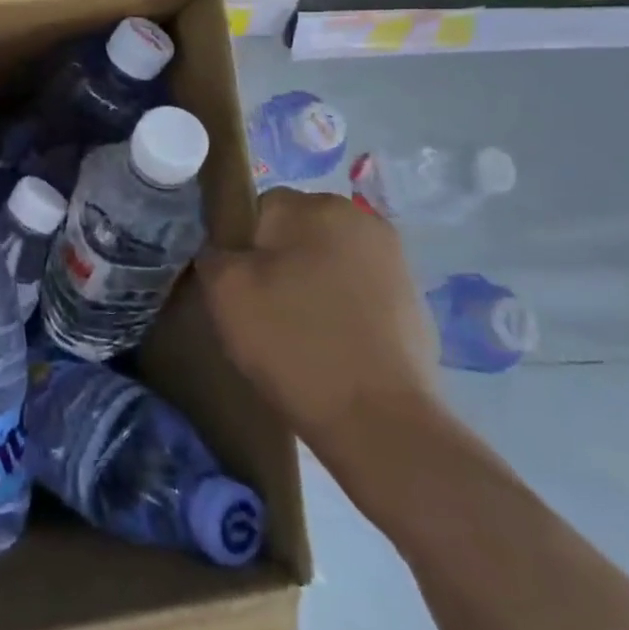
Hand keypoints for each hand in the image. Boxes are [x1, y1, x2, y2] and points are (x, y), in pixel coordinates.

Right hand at [194, 189, 442, 461]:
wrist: (379, 423)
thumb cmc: (292, 341)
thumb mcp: (224, 288)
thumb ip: (214, 252)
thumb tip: (225, 252)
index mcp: (316, 206)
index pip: (258, 208)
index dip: (239, 247)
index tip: (237, 287)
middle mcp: (362, 220)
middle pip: (296, 232)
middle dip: (277, 263)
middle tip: (263, 310)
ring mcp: (396, 262)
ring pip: (327, 263)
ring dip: (309, 286)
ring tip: (298, 333)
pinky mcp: (414, 303)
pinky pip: (357, 294)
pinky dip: (341, 311)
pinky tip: (331, 348)